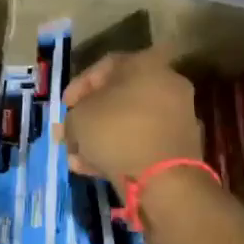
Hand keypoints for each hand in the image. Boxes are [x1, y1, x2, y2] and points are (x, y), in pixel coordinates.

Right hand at [62, 47, 203, 186]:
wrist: (165, 178)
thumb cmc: (118, 132)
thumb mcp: (79, 119)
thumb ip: (72, 117)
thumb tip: (73, 126)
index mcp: (146, 64)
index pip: (104, 66)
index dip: (78, 86)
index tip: (64, 107)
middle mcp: (166, 84)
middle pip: (117, 98)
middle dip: (88, 118)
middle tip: (69, 133)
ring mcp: (177, 116)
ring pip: (128, 123)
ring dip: (100, 138)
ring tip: (76, 157)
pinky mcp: (179, 146)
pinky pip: (142, 142)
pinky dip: (119, 151)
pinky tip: (94, 168)